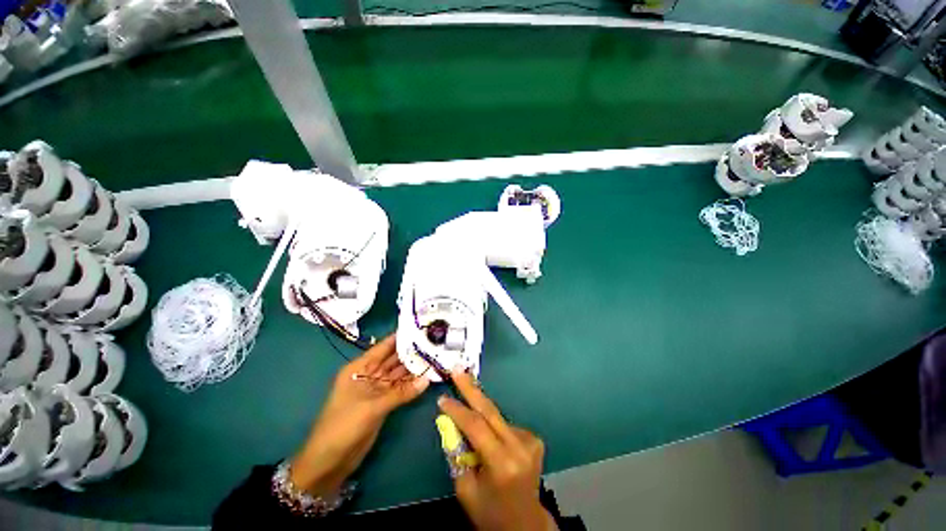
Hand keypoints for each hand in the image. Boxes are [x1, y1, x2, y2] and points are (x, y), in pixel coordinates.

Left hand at [289, 334, 428, 495]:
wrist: (329, 461)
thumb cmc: (343, 426)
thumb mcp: (371, 407)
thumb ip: (400, 393)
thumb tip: (427, 379)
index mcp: (359, 368)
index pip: (383, 347)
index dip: (400, 337)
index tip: (420, 328)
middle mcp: (369, 374)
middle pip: (393, 359)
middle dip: (411, 352)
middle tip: (433, 342)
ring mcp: (377, 389)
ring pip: (398, 374)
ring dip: (414, 368)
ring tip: (434, 356)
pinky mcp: (383, 403)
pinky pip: (400, 389)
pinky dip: (412, 384)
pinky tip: (427, 377)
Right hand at [438, 371, 556, 530]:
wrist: (525, 524)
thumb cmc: (490, 512)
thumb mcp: (465, 489)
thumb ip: (456, 453)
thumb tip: (448, 422)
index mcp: (503, 464)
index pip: (476, 427)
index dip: (458, 410)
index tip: (442, 398)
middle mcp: (520, 447)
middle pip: (490, 410)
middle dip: (471, 388)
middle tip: (458, 370)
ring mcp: (530, 440)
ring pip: (496, 417)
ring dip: (479, 408)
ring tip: (466, 400)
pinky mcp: (534, 438)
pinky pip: (504, 424)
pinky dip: (491, 423)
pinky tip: (488, 434)